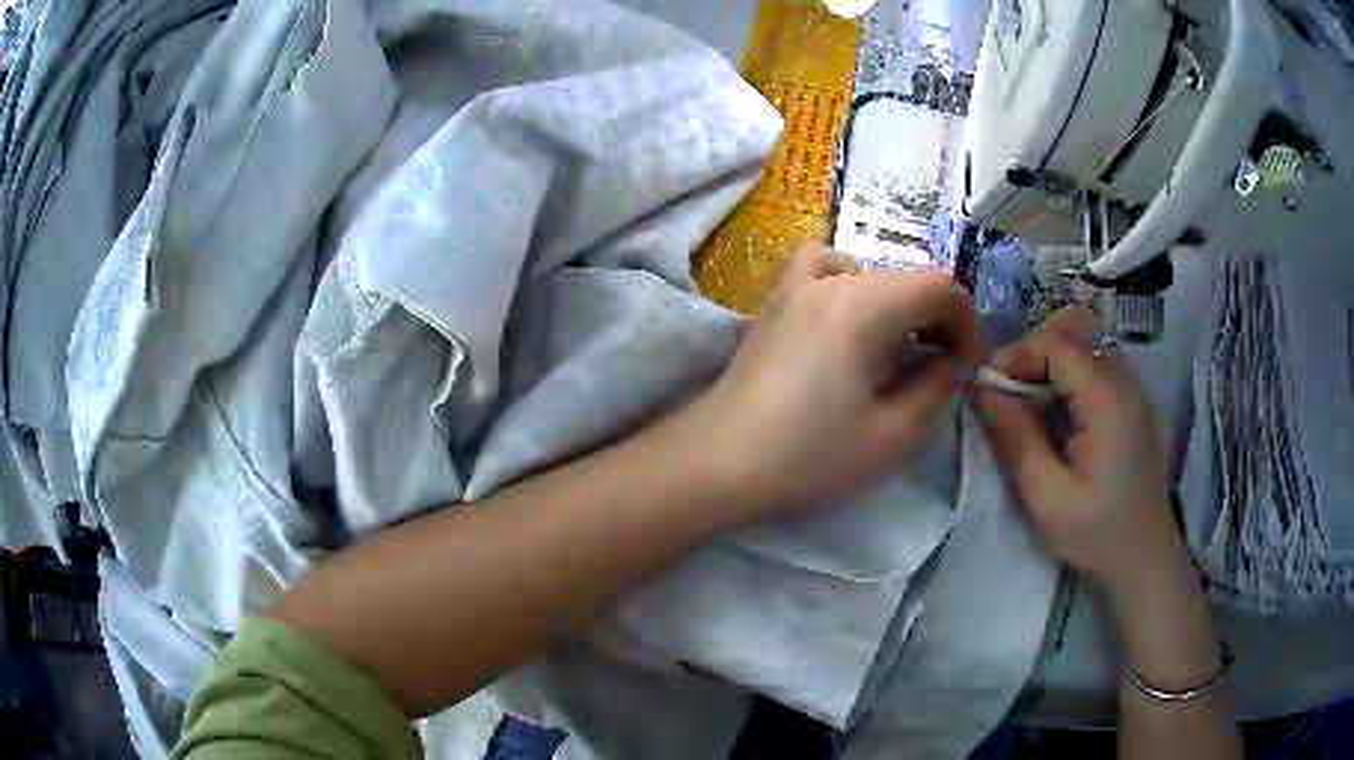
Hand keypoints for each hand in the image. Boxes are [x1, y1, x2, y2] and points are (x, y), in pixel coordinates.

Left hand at [678, 243, 981, 518]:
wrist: (717, 462)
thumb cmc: (807, 456)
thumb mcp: (890, 435)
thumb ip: (935, 388)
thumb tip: (952, 362)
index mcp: (862, 305)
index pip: (939, 285)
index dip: (966, 323)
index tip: (965, 367)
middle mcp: (829, 280)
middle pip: (906, 278)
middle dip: (936, 319)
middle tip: (940, 368)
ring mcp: (793, 285)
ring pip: (869, 273)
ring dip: (898, 305)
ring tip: (896, 349)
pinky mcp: (773, 302)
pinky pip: (821, 267)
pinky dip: (847, 283)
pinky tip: (845, 320)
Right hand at [975, 307, 1193, 608]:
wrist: (1144, 558)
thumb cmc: (1096, 533)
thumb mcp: (1046, 496)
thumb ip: (1015, 438)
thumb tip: (983, 390)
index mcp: (1107, 400)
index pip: (1057, 343)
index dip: (1018, 355)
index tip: (988, 387)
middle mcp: (1125, 381)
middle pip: (1075, 329)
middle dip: (1034, 350)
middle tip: (1009, 391)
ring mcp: (1133, 389)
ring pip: (1086, 341)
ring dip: (1051, 359)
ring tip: (1029, 401)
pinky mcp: (1133, 401)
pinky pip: (1097, 363)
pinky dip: (1069, 372)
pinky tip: (1057, 411)